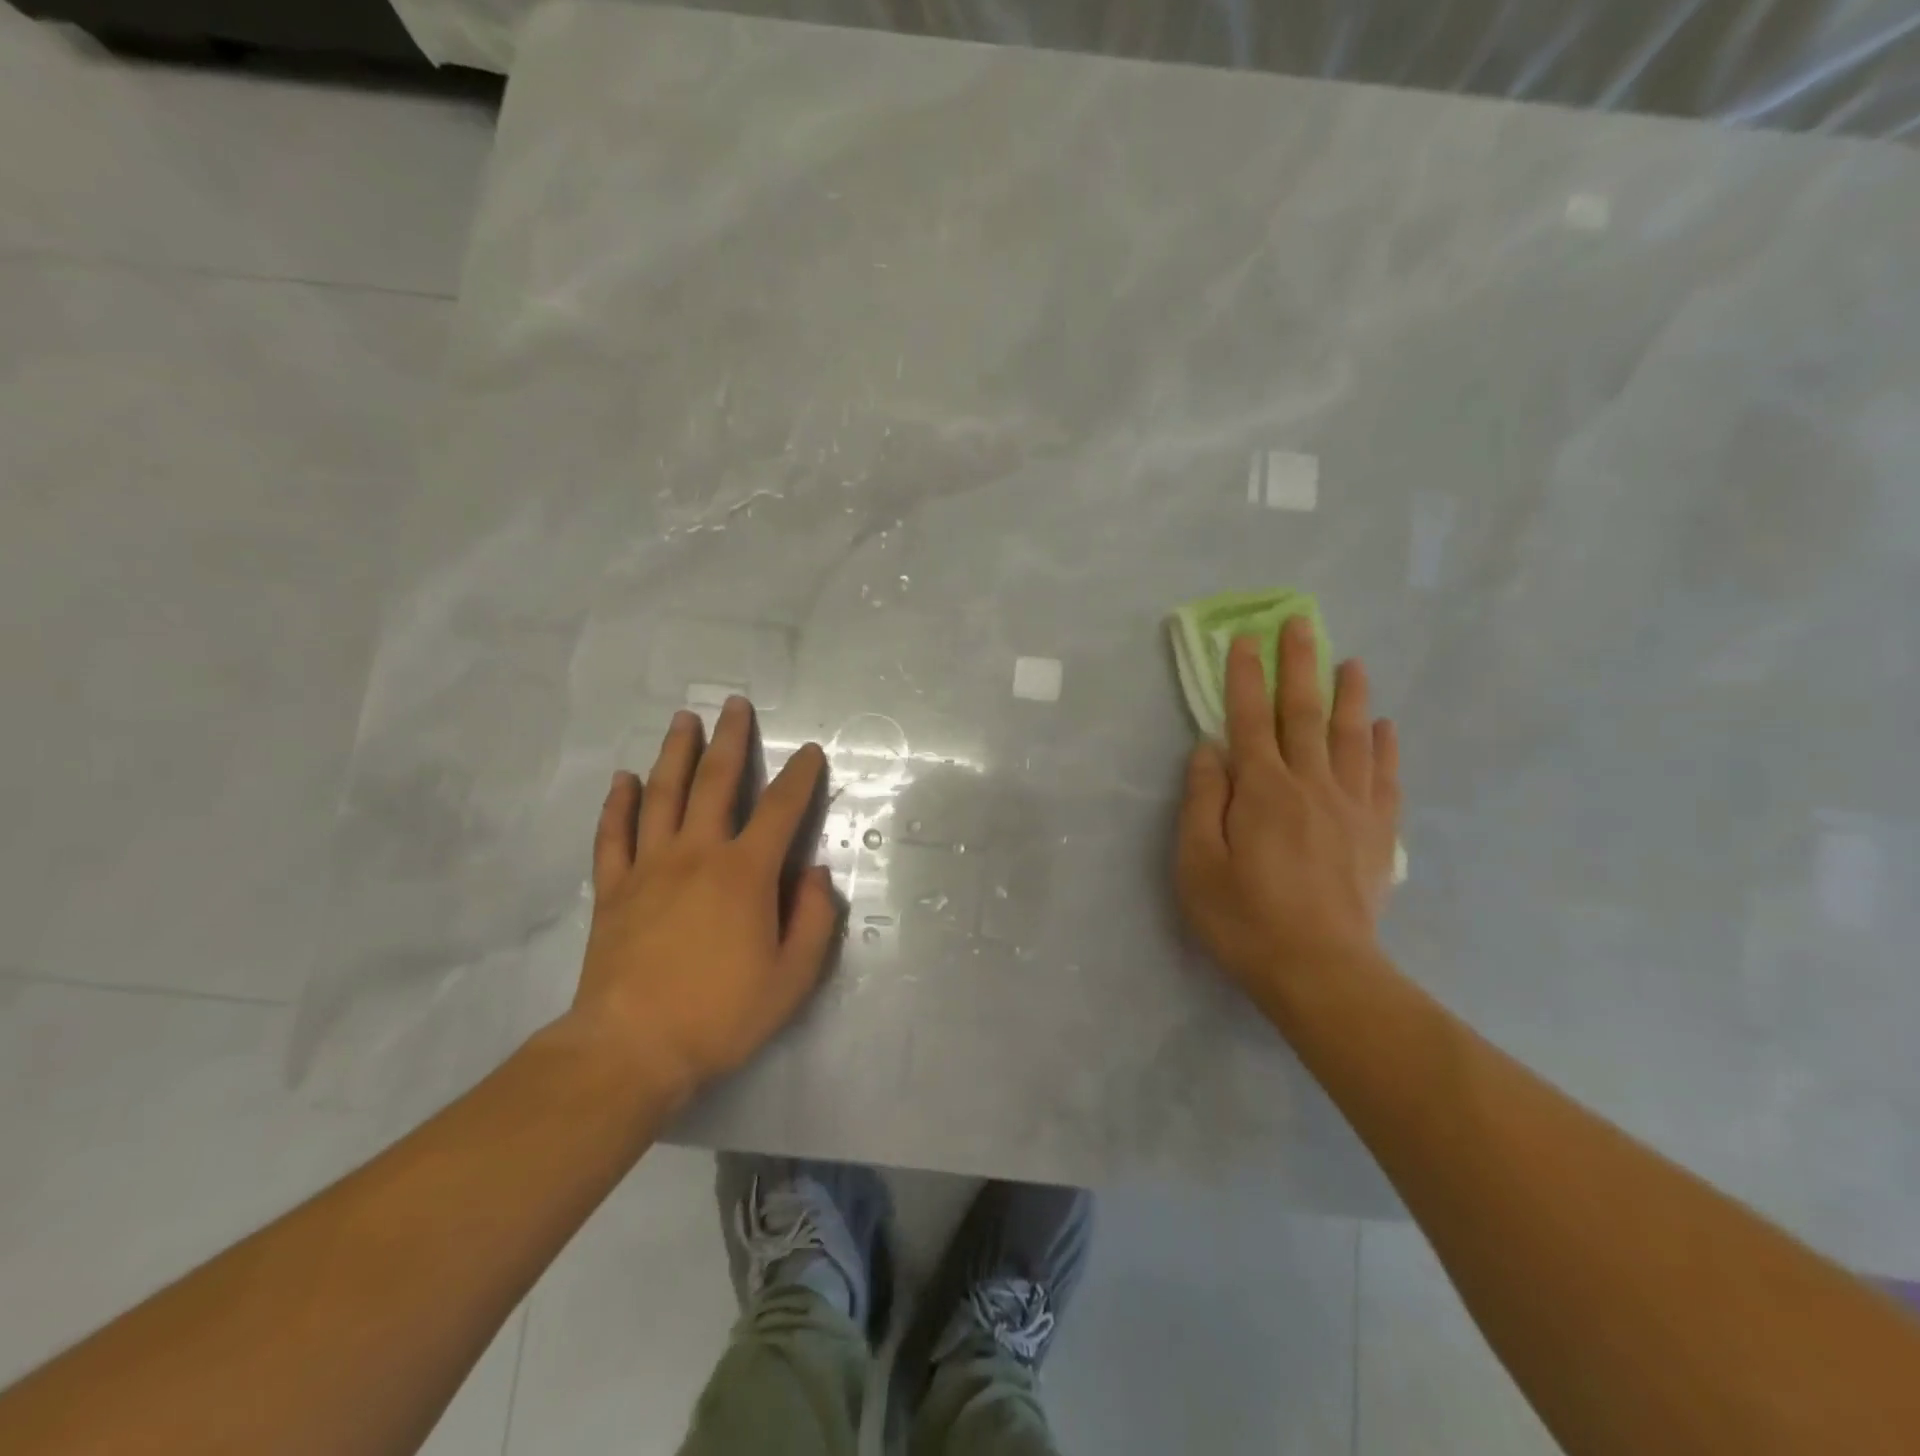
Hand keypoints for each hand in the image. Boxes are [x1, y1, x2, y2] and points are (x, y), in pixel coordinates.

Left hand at [569, 697, 841, 1104]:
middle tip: (734, 705)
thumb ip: (814, 920)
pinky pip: (614, 835)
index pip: (780, 810)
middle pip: (715, 782)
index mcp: (745, 873)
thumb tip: (815, 875)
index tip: (810, 752)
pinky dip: (619, 804)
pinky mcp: (613, 889)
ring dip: (675, 753)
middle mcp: (697, 854)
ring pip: (662, 795)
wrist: (631, 1050)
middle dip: (730, 740)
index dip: (800, 777)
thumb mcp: (792, 978)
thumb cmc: (721, 1014)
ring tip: (683, 720)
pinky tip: (624, 779)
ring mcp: (649, 868)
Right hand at [1175, 618, 1400, 1007]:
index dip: (1244, 677)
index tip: (1244, 639)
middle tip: (1301, 622)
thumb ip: (1203, 801)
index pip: (1249, 719)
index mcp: (1262, 790)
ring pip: (1351, 737)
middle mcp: (1310, 785)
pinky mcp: (1378, 834)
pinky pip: (1383, 777)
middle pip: (1304, 713)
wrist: (1320, 971)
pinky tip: (1383, 727)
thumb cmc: (1245, 919)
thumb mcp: (1197, 864)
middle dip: (1300, 665)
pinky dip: (1383, 746)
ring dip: (1349, 694)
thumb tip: (1209, 749)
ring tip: (1351, 661)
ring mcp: (1351, 807)